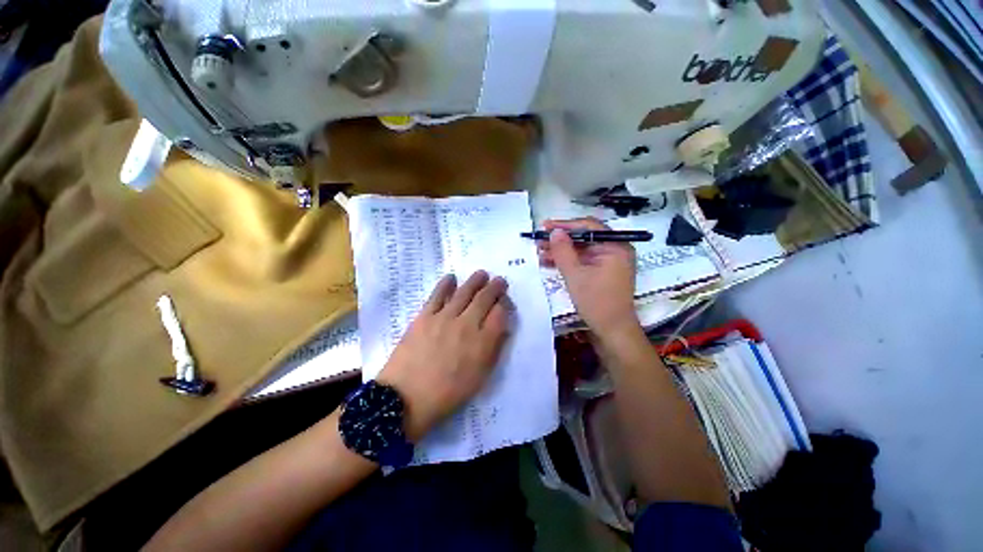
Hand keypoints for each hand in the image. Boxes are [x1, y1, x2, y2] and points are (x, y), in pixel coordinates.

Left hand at [377, 271, 511, 441]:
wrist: (407, 396)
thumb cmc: (446, 396)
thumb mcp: (478, 380)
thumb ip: (492, 353)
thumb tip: (500, 332)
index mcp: (484, 344)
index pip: (500, 315)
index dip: (505, 306)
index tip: (506, 304)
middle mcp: (467, 325)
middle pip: (484, 299)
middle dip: (495, 288)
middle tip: (499, 281)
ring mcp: (444, 318)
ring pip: (464, 292)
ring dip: (475, 281)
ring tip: (482, 274)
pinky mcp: (423, 317)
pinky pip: (437, 295)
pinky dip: (446, 284)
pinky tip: (451, 278)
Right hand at [539, 218, 638, 337]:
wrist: (614, 332)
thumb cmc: (598, 302)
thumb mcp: (576, 275)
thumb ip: (563, 251)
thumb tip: (555, 231)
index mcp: (616, 246)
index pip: (589, 226)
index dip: (565, 225)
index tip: (545, 227)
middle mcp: (617, 250)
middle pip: (587, 237)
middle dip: (562, 239)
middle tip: (540, 240)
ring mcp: (613, 263)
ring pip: (585, 250)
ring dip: (564, 251)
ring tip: (541, 252)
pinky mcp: (607, 275)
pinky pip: (587, 261)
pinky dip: (571, 262)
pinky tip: (552, 263)